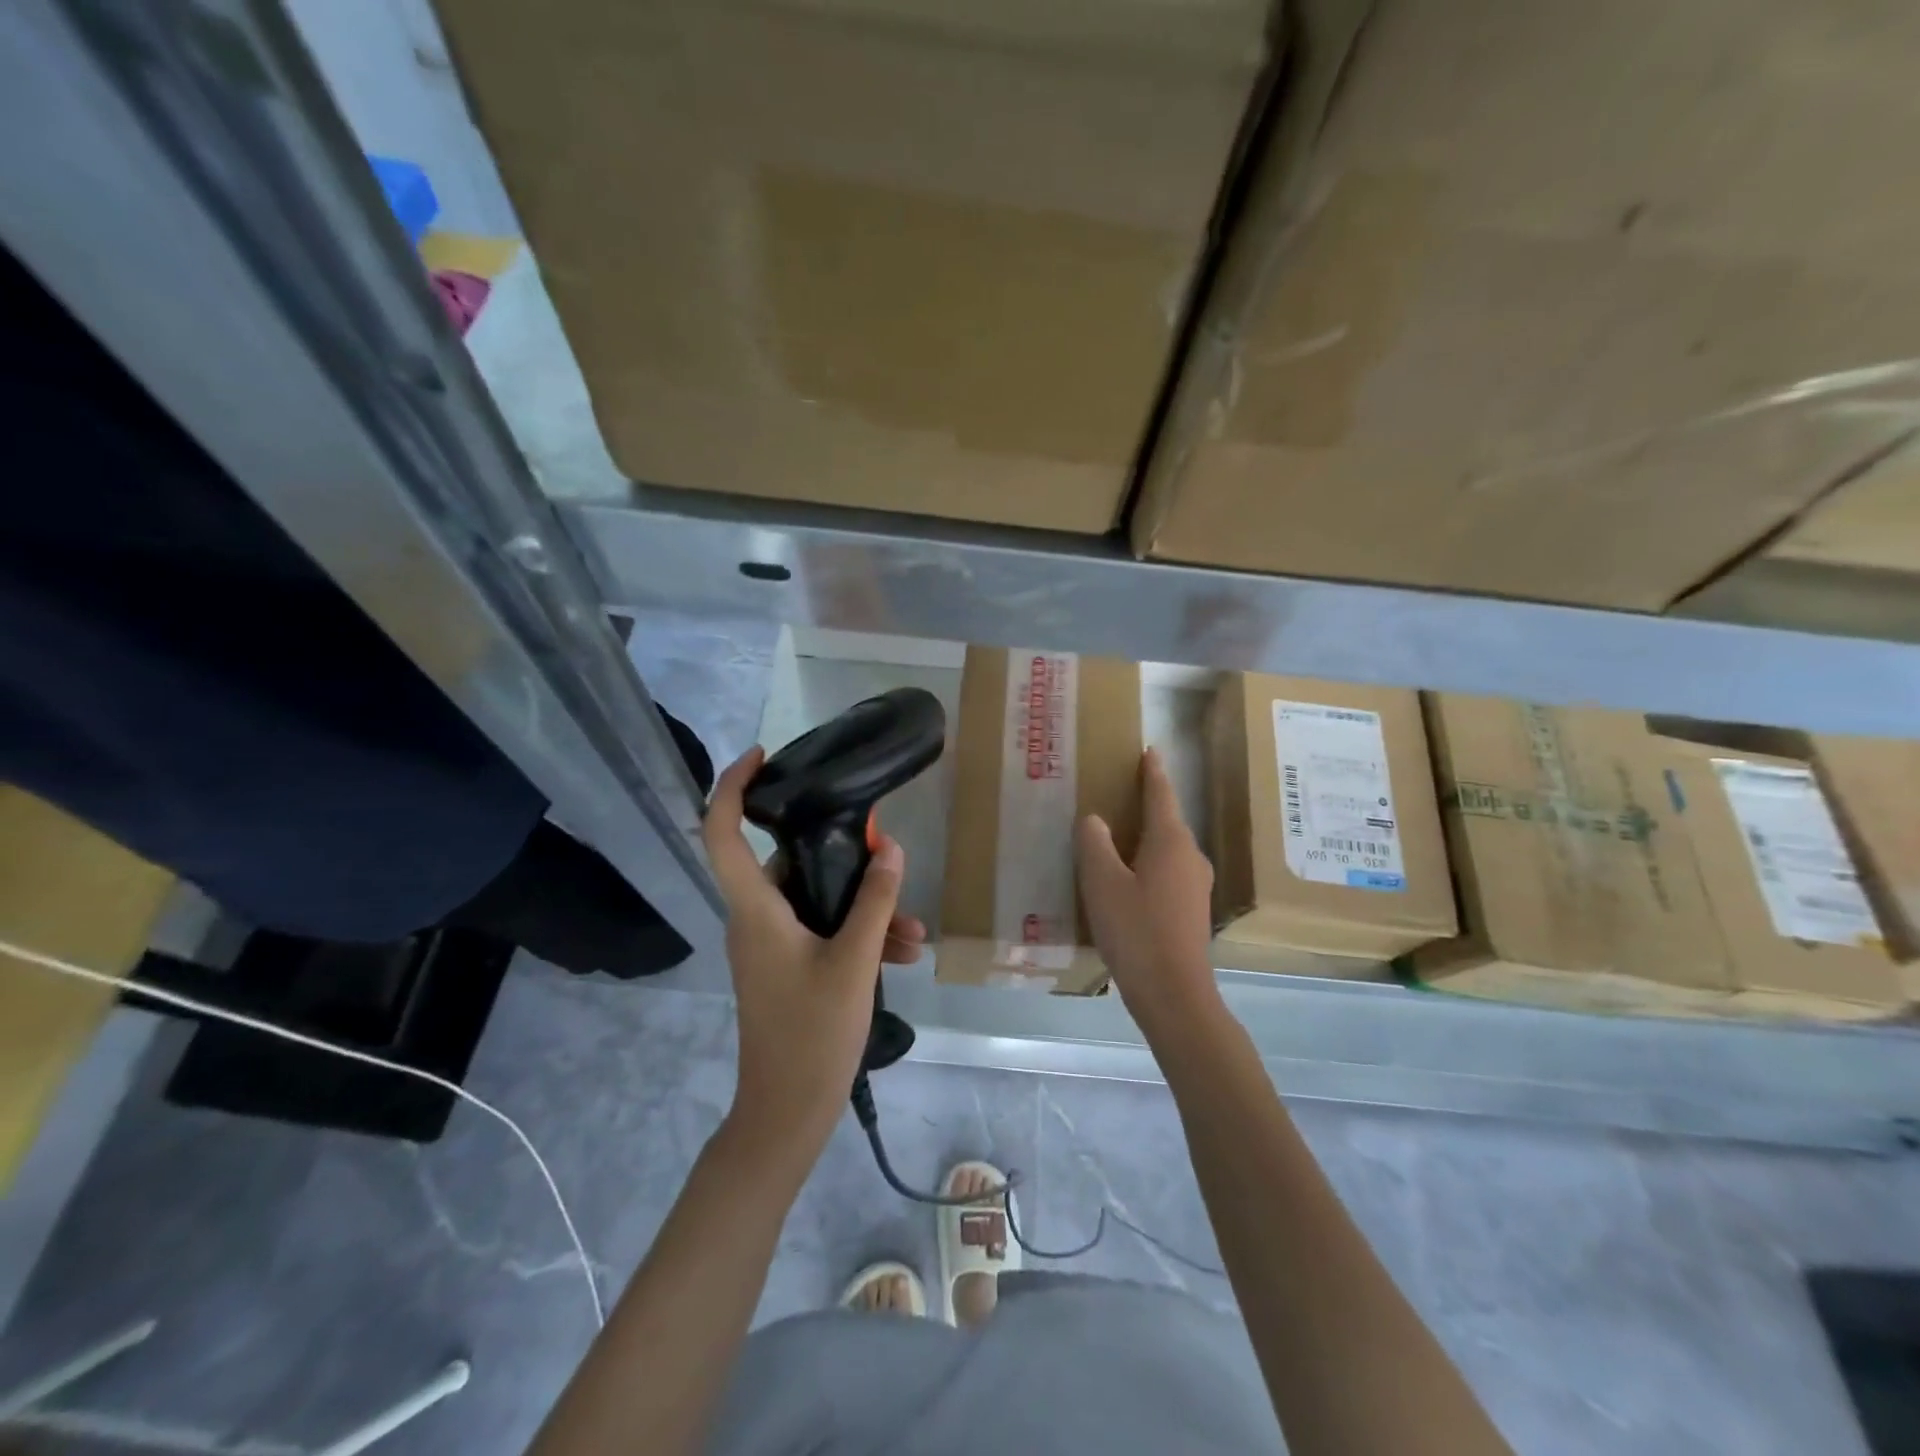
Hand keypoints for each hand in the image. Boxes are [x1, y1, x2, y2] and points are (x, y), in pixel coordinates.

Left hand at [702, 747, 921, 1167]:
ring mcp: (769, 946)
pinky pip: (822, 933)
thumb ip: (874, 902)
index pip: (722, 833)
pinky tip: (903, 955)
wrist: (787, 1115)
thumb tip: (891, 849)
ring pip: (816, 903)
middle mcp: (754, 920)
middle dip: (846, 861)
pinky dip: (858, 936)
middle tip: (888, 855)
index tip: (763, 756)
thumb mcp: (854, 962)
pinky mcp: (786, 967)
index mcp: (754, 910)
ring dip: (865, 909)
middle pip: (790, 864)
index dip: (733, 786)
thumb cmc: (812, 1035)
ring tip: (914, 934)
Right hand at [1076, 747, 1221, 1037]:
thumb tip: (1094, 820)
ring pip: (1168, 848)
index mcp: (1171, 842)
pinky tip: (1129, 876)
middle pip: (1168, 820)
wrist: (1174, 994)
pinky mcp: (1192, 910)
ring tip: (1119, 832)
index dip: (1153, 772)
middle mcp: (1191, 857)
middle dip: (1148, 803)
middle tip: (1121, 789)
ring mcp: (1196, 885)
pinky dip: (1149, 862)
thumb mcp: (1102, 883)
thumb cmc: (1136, 931)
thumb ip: (1094, 844)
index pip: (1161, 795)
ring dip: (1147, 835)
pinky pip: (1168, 870)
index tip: (1149, 750)